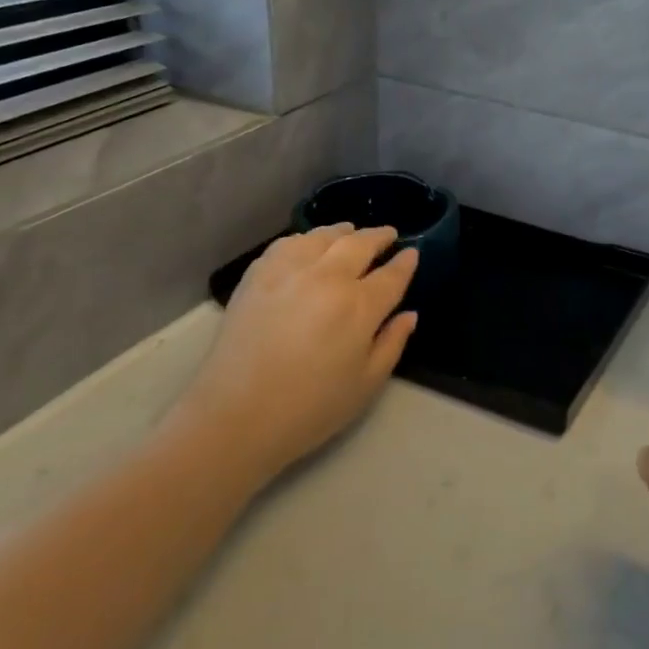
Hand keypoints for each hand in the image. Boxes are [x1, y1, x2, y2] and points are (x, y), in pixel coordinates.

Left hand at [182, 225, 418, 484]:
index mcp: (359, 306)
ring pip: (322, 236)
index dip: (405, 263)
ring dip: (343, 232)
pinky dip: (306, 239)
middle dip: (378, 237)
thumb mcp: (366, 384)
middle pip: (359, 244)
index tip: (412, 253)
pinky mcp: (258, 275)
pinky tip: (308, 246)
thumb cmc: (311, 407)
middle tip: (388, 235)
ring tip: (350, 232)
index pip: (391, 275)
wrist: (237, 415)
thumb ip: (392, 343)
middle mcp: (327, 277)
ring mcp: (289, 271)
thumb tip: (409, 315)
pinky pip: (288, 244)